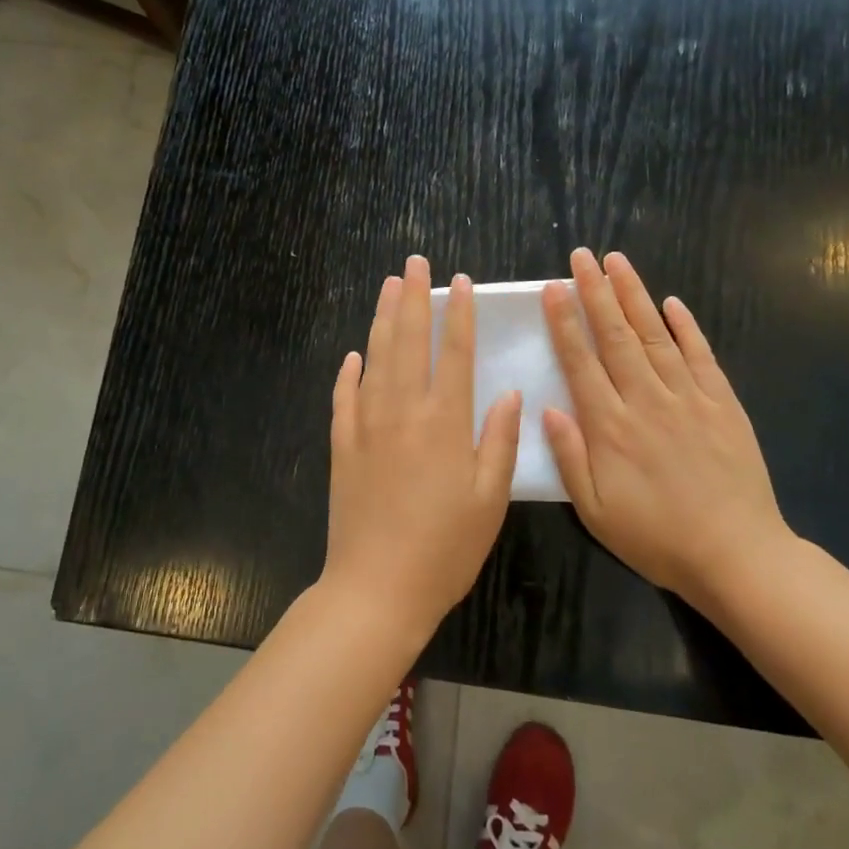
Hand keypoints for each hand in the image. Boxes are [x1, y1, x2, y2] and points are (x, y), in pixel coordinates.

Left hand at [325, 256, 522, 642]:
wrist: (376, 586)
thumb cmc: (444, 548)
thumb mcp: (489, 500)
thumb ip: (498, 441)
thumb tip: (507, 393)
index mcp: (444, 422)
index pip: (454, 353)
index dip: (458, 314)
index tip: (460, 282)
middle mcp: (402, 411)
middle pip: (408, 341)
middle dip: (414, 298)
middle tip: (415, 262)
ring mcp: (366, 425)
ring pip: (374, 358)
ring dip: (383, 319)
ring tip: (389, 286)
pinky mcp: (341, 445)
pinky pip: (343, 397)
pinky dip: (348, 372)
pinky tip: (353, 354)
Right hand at [542, 249, 793, 599]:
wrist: (736, 555)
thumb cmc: (656, 538)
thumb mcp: (595, 511)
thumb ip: (569, 457)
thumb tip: (546, 407)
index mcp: (610, 427)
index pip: (581, 362)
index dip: (565, 322)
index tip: (553, 288)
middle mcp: (646, 400)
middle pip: (616, 337)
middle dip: (596, 292)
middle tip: (582, 256)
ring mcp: (688, 398)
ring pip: (656, 336)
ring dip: (635, 296)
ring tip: (618, 262)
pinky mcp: (723, 404)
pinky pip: (702, 356)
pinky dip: (687, 327)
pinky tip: (672, 303)